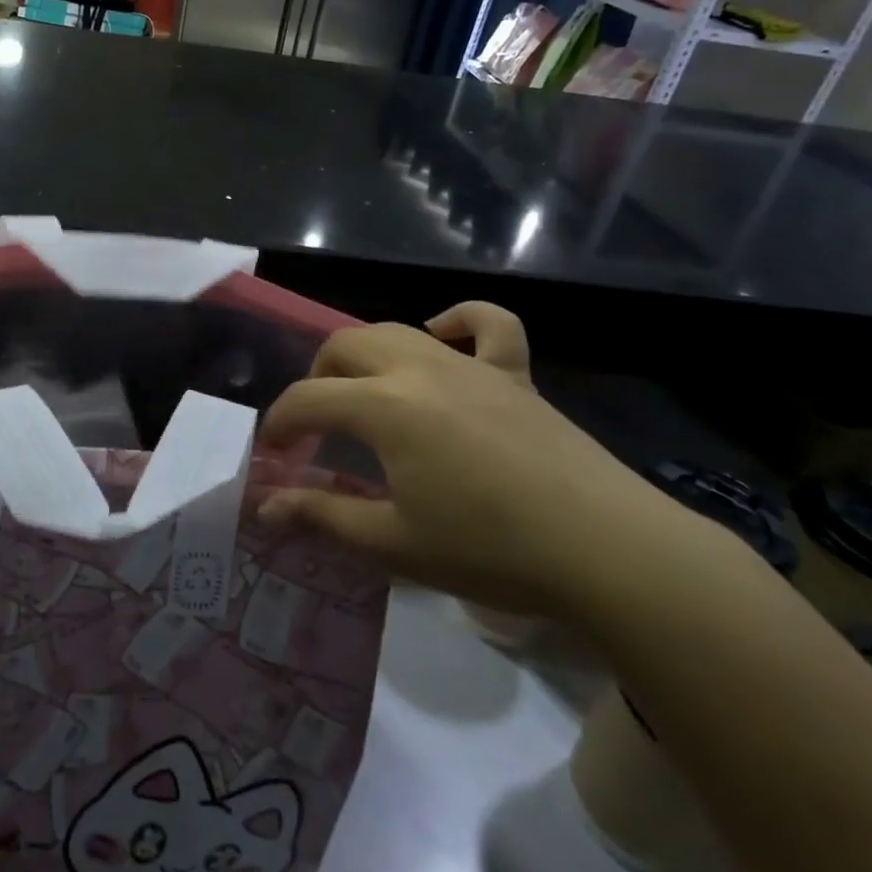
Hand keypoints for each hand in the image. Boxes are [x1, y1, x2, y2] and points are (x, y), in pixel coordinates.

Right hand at [258, 304, 703, 619]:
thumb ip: (323, 518)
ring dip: (364, 354)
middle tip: (317, 425)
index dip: (279, 423)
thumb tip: (264, 509)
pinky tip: (442, 335)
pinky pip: (487, 324)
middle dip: (317, 379)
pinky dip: (458, 320)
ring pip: (397, 331)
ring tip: (363, 391)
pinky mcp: (515, 373)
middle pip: (344, 347)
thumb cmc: (490, 551)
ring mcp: (470, 364)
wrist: (607, 551)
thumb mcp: (394, 544)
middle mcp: (419, 367)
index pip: (308, 399)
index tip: (272, 454)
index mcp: (384, 406)